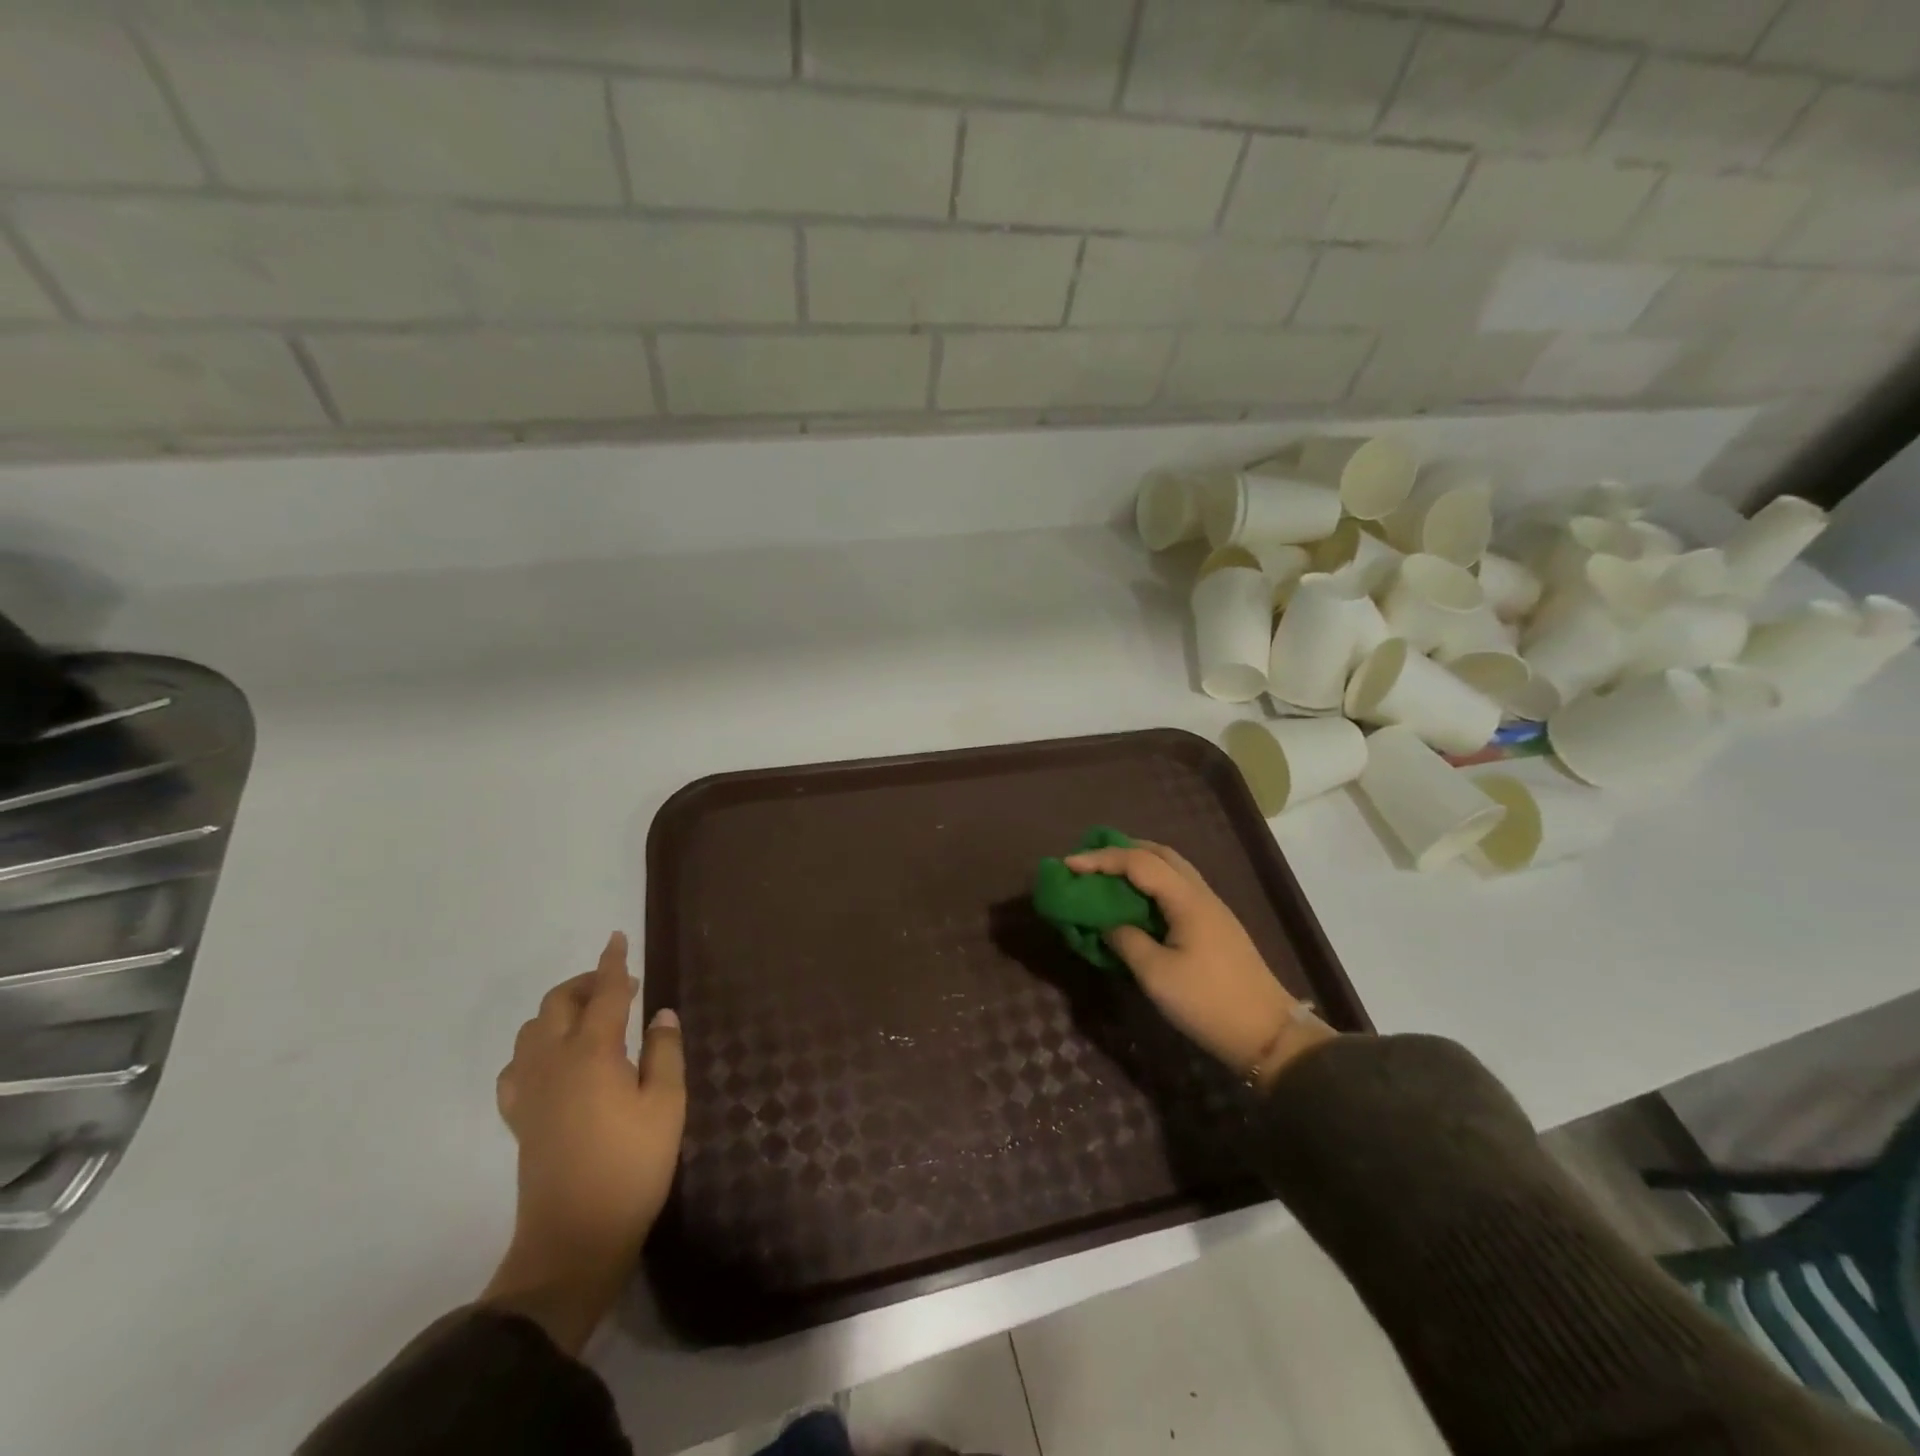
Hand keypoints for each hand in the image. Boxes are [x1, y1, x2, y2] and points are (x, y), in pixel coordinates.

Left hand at [481, 932, 684, 1352]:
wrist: (574, 1239)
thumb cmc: (632, 1167)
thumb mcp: (667, 1106)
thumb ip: (664, 1052)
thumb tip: (660, 1014)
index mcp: (592, 1053)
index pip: (605, 993)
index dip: (613, 963)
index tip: (617, 938)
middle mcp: (553, 1062)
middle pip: (558, 1003)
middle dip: (585, 984)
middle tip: (618, 987)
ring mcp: (530, 1091)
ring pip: (531, 1030)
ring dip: (559, 1012)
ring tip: (591, 1020)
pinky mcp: (520, 1118)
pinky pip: (517, 1066)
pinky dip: (535, 1048)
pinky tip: (555, 1063)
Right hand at [1063, 840, 1334, 1085]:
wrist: (1268, 1034)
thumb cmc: (1208, 1002)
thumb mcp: (1157, 975)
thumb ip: (1126, 941)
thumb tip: (1106, 924)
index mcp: (1186, 899)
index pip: (1137, 862)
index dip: (1100, 859)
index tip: (1068, 865)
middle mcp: (1200, 893)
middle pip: (1159, 853)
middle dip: (1120, 851)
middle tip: (1088, 863)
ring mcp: (1211, 908)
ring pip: (1171, 868)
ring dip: (1137, 864)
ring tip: (1107, 876)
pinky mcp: (1213, 925)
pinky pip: (1176, 887)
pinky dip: (1151, 883)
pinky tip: (1136, 901)